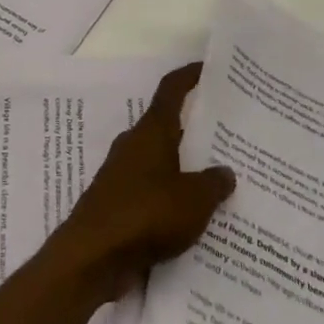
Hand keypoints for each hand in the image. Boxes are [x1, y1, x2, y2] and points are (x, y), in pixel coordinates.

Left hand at [47, 63, 236, 304]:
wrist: (92, 256)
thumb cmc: (145, 215)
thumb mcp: (193, 200)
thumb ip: (214, 183)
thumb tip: (225, 171)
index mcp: (151, 133)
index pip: (171, 90)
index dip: (189, 76)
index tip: (209, 67)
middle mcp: (134, 146)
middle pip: (168, 126)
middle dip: (196, 128)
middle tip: (231, 133)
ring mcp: (123, 175)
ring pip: (162, 161)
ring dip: (186, 167)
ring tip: (222, 178)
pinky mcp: (119, 204)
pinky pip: (153, 191)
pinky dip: (173, 197)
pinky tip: (196, 216)